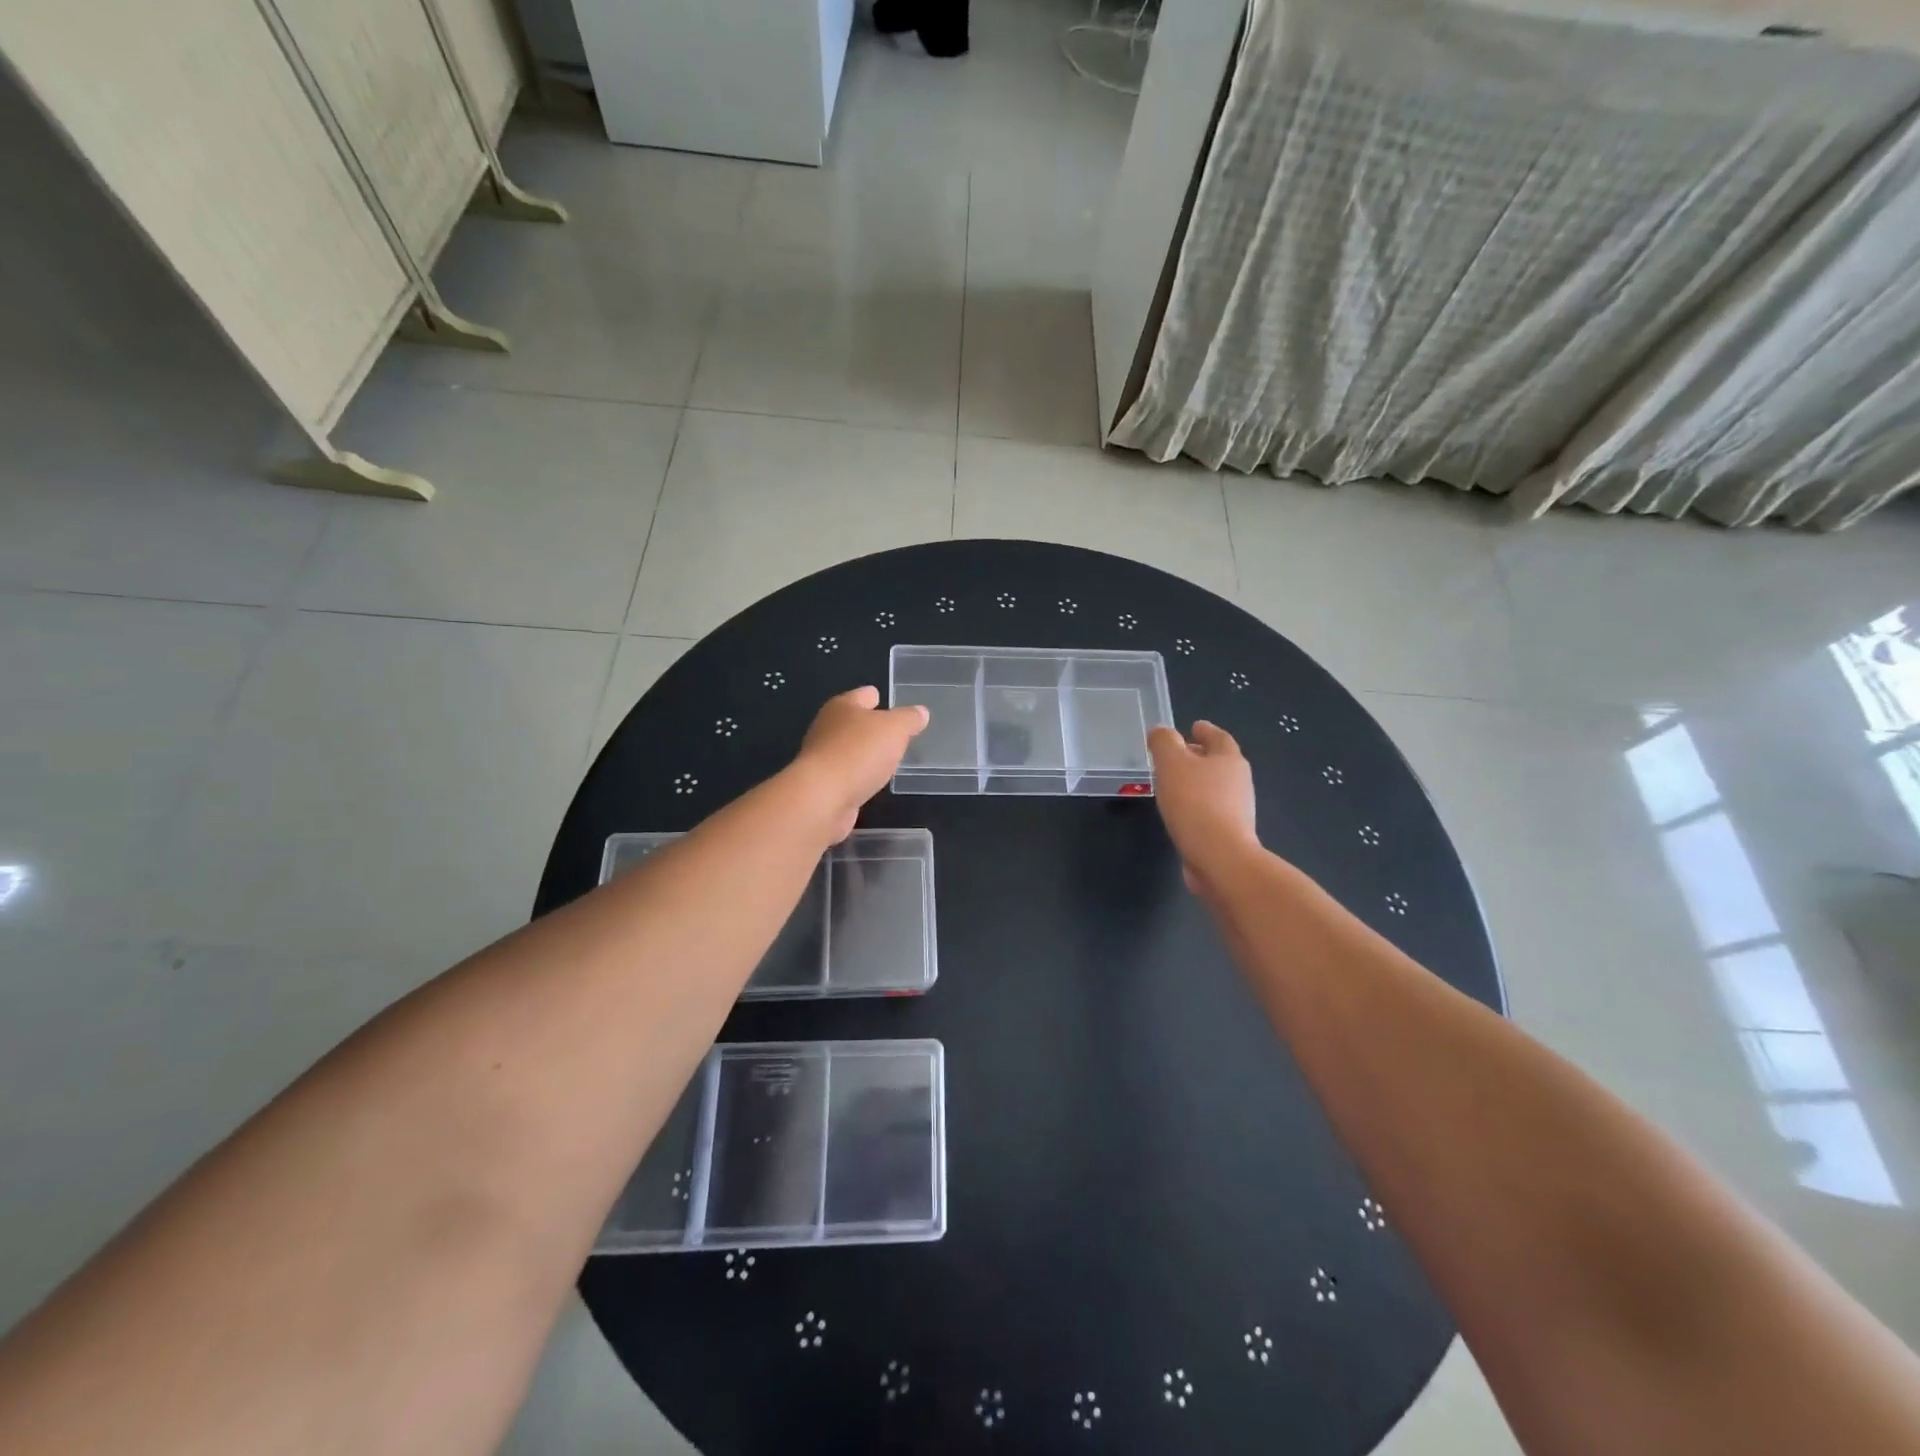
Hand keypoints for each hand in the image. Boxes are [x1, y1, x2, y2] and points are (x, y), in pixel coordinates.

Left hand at [791, 687, 928, 840]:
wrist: (822, 798)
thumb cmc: (859, 752)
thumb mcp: (895, 729)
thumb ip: (909, 719)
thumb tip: (920, 712)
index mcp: (842, 706)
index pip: (863, 695)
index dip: (877, 697)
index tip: (888, 703)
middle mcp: (827, 728)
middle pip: (853, 722)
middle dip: (872, 727)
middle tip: (895, 734)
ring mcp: (822, 757)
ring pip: (849, 749)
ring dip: (865, 754)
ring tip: (887, 759)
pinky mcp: (823, 784)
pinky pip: (847, 774)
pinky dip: (859, 776)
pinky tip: (871, 782)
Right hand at [1148, 722, 1258, 895]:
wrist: (1219, 857)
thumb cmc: (1195, 803)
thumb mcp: (1172, 764)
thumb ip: (1164, 742)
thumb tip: (1161, 731)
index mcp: (1230, 759)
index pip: (1219, 737)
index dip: (1205, 730)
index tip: (1193, 727)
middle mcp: (1239, 782)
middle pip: (1219, 762)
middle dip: (1199, 757)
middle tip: (1176, 755)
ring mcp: (1237, 809)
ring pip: (1214, 787)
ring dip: (1196, 783)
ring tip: (1172, 784)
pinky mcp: (1229, 833)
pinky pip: (1210, 811)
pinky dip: (1195, 806)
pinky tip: (1179, 812)